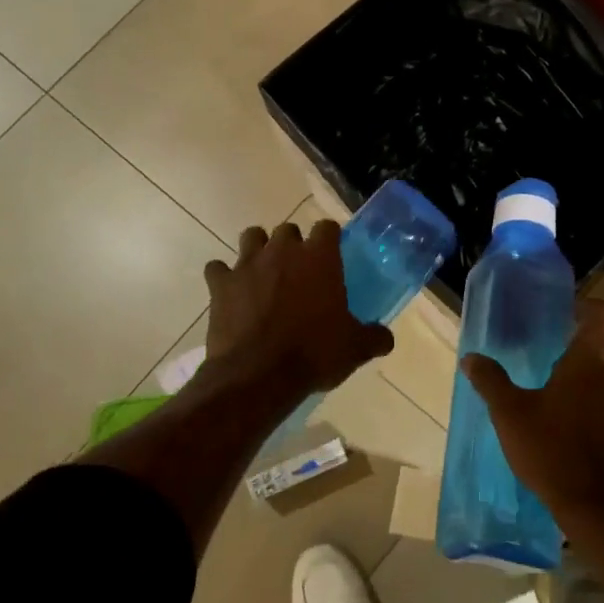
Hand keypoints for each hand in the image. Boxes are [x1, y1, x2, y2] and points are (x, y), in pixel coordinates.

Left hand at [204, 221, 393, 396]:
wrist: (258, 375)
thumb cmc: (314, 353)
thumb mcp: (355, 349)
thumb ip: (374, 337)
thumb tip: (385, 338)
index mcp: (319, 258)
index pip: (327, 227)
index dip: (330, 238)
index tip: (332, 254)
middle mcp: (282, 251)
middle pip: (288, 229)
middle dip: (292, 244)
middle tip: (299, 271)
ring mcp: (247, 265)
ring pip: (251, 237)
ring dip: (258, 249)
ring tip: (264, 272)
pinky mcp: (220, 285)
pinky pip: (217, 269)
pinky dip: (223, 277)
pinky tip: (231, 293)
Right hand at [460, 299, 603, 524]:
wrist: (603, 512)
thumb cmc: (553, 452)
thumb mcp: (510, 415)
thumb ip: (491, 381)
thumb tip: (471, 358)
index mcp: (592, 360)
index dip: (589, 310)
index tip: (571, 318)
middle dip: (594, 352)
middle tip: (565, 367)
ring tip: (579, 409)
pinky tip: (599, 444)